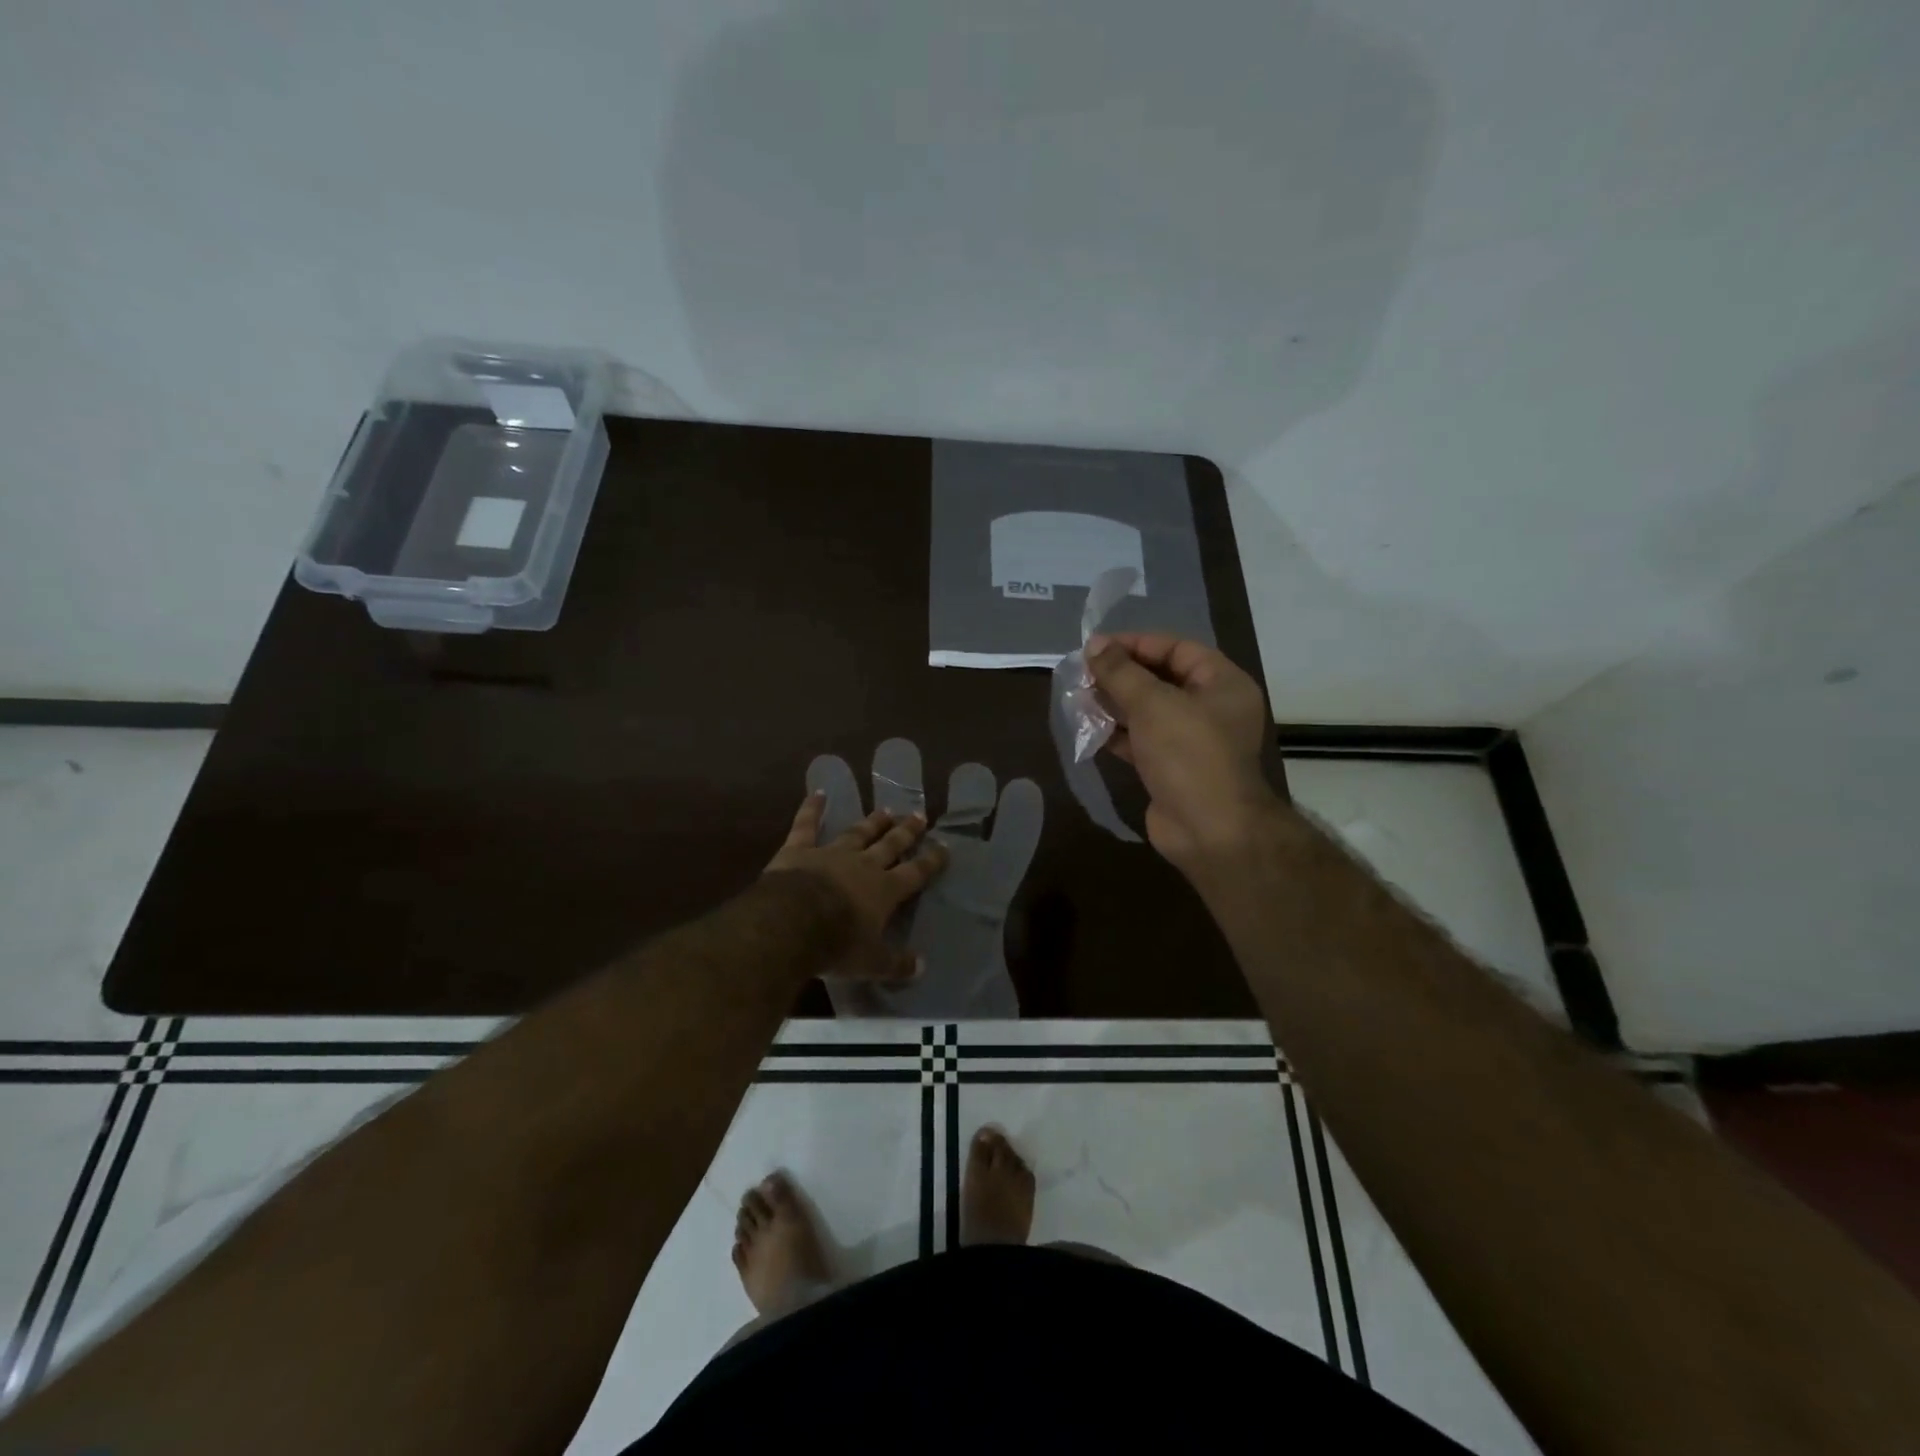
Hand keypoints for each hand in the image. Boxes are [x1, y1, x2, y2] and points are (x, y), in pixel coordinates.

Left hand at [764, 791, 948, 979]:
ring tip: (885, 810)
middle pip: (890, 844)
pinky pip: (807, 825)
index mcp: (885, 890)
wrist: (791, 923)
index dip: (932, 860)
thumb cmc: (836, 945)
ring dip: (872, 822)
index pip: (916, 872)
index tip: (944, 846)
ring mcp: (831, 853)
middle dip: (907, 831)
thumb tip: (921, 967)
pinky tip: (818, 792)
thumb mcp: (872, 963)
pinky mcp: (799, 849)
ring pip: (857, 832)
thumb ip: (897, 964)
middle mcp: (864, 865)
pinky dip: (812, 808)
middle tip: (919, 815)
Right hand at [1085, 633, 1277, 871]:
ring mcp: (1192, 741)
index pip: (1176, 648)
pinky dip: (1118, 734)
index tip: (1095, 648)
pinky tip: (1089, 729)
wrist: (1209, 830)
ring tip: (1079, 699)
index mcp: (1222, 683)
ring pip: (1148, 712)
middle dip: (1121, 676)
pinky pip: (1142, 741)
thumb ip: (1120, 672)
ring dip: (1114, 704)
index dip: (1136, 644)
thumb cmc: (1188, 754)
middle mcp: (1211, 708)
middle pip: (1161, 679)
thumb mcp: (1152, 704)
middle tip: (1082, 674)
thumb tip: (1094, 644)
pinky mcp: (1172, 768)